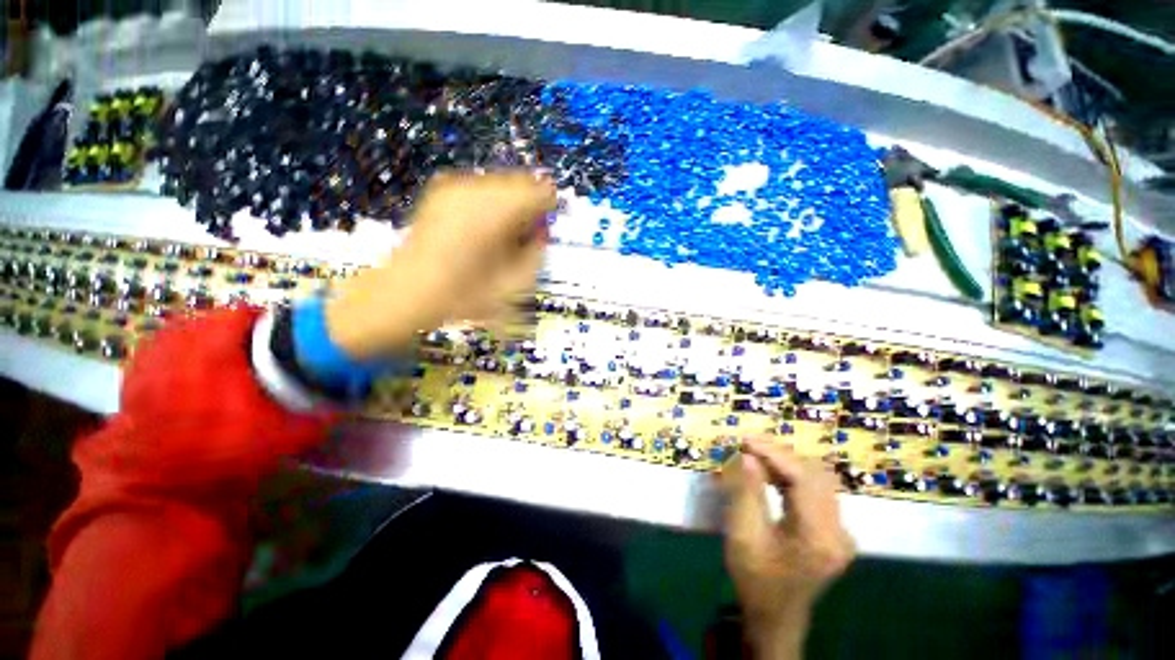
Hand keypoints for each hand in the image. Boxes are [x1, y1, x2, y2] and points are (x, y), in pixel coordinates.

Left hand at [325, 170, 554, 358]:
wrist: (409, 291)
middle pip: (521, 183)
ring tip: (500, 236)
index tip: (544, 229)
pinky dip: (489, 205)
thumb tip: (542, 232)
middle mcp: (476, 190)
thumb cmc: (465, 294)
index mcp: (496, 211)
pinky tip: (481, 229)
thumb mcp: (515, 281)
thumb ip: (537, 251)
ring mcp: (455, 186)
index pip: (541, 191)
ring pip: (501, 184)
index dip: (549, 209)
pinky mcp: (442, 190)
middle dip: (528, 207)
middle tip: (524, 236)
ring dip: (509, 206)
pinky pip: (480, 189)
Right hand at [721, 435, 854, 658]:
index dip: (774, 453)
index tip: (745, 441)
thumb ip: (746, 492)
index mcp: (818, 538)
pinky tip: (769, 474)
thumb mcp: (743, 535)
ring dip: (785, 462)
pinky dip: (791, 476)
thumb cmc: (754, 578)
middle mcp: (839, 531)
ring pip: (818, 478)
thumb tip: (747, 456)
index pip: (803, 478)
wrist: (775, 615)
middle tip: (746, 446)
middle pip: (815, 474)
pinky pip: (817, 490)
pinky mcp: (835, 530)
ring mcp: (841, 532)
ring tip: (754, 456)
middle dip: (778, 454)